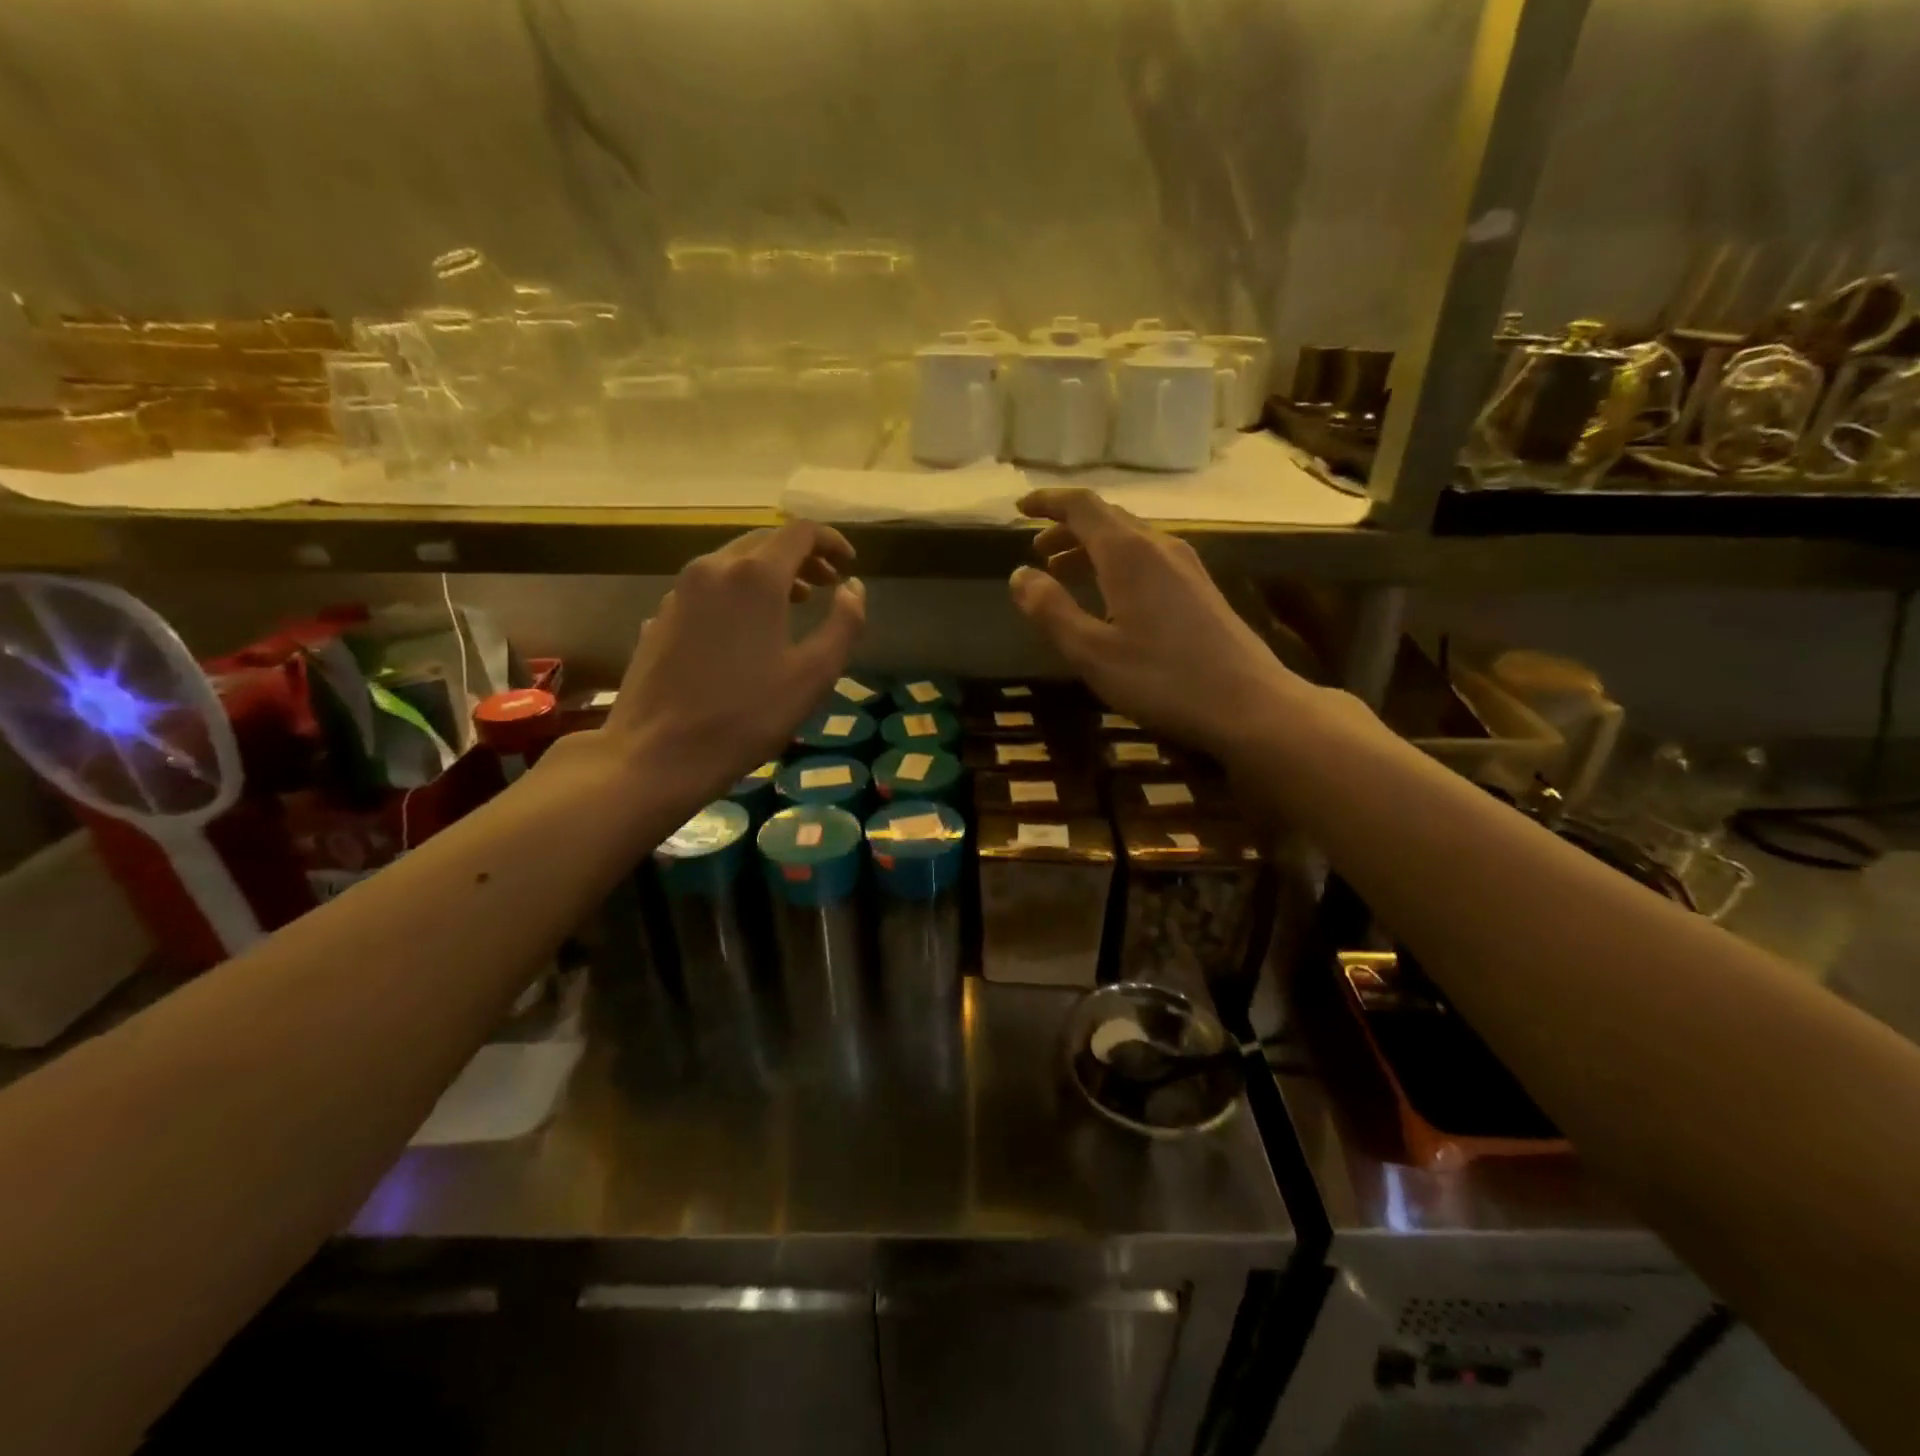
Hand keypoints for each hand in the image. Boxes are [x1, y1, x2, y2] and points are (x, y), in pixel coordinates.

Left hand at [599, 522, 864, 805]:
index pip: (800, 532)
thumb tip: (853, 588)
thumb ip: (844, 624)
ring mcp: (680, 591)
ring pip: (732, 562)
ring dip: (769, 573)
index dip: (831, 542)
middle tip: (827, 585)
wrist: (658, 753)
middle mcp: (714, 568)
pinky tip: (746, 630)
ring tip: (793, 605)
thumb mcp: (814, 675)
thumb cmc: (747, 715)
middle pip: (764, 541)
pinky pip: (708, 588)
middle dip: (802, 556)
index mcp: (755, 576)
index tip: (849, 565)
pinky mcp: (661, 616)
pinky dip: (738, 593)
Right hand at [1010, 487, 1303, 758]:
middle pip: (1107, 519)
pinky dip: (1116, 565)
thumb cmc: (1163, 679)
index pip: (1081, 506)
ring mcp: (1186, 566)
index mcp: (1128, 553)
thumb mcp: (1092, 652)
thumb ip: (1051, 611)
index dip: (1048, 502)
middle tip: (1037, 550)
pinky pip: (1148, 559)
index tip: (1019, 509)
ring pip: (1129, 540)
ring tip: (1063, 572)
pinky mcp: (1200, 589)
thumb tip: (1019, 575)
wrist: (1249, 703)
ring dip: (1091, 548)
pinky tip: (1110, 598)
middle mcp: (1159, 546)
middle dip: (1067, 528)